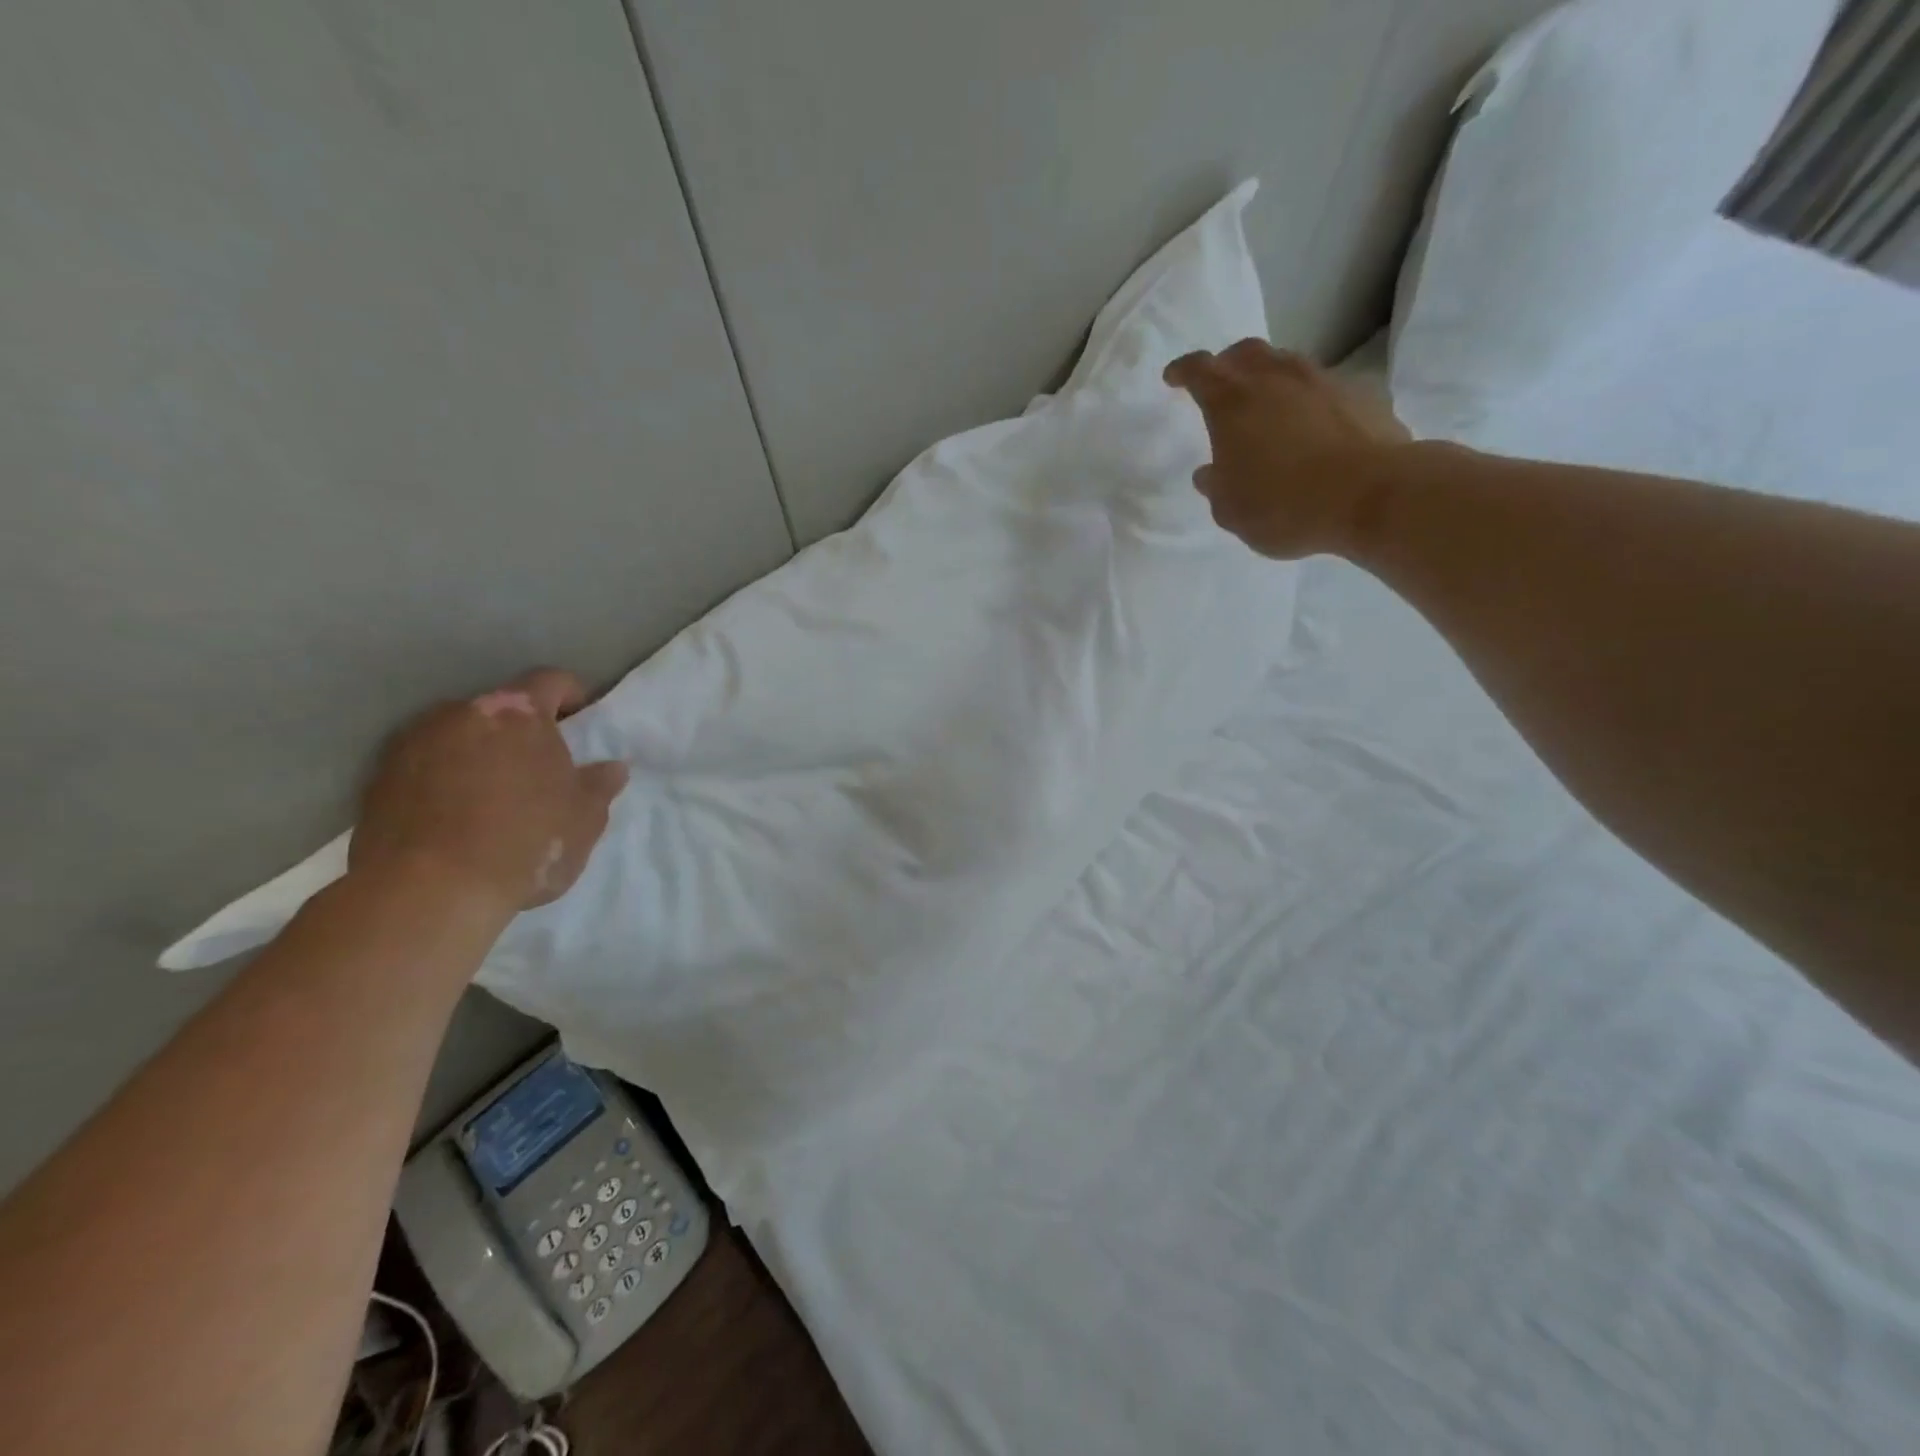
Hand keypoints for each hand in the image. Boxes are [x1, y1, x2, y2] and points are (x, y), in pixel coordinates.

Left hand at [350, 669, 628, 914]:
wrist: (427, 892)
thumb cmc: (525, 843)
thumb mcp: (585, 819)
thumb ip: (600, 786)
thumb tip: (611, 768)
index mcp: (518, 713)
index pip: (551, 681)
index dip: (572, 697)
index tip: (580, 724)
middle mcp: (460, 713)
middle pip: (501, 709)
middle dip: (521, 731)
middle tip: (540, 768)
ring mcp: (412, 743)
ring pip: (458, 736)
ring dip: (479, 754)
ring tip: (493, 797)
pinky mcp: (377, 780)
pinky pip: (424, 767)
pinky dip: (443, 780)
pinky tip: (456, 819)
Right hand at [1163, 339, 1411, 559]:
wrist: (1371, 496)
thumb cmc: (1284, 506)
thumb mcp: (1231, 510)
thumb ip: (1216, 487)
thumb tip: (1211, 473)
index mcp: (1232, 403)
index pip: (1199, 370)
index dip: (1183, 372)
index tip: (1174, 378)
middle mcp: (1276, 378)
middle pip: (1245, 353)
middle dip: (1227, 364)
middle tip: (1221, 384)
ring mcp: (1322, 380)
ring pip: (1287, 364)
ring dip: (1271, 378)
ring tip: (1268, 405)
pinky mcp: (1361, 393)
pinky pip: (1325, 388)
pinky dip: (1309, 400)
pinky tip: (1313, 426)